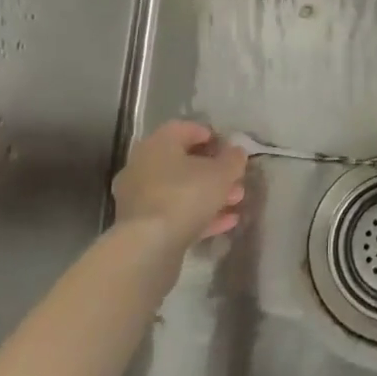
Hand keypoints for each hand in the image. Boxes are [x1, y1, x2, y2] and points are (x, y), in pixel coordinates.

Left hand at [112, 121, 246, 245]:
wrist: (148, 246)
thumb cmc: (185, 196)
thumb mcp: (221, 174)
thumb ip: (232, 159)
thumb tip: (236, 152)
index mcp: (158, 144)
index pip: (184, 129)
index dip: (210, 135)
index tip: (230, 149)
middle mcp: (143, 165)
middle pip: (183, 162)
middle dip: (214, 171)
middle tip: (237, 179)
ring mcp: (139, 197)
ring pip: (180, 190)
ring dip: (209, 194)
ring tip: (236, 202)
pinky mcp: (142, 225)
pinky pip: (175, 213)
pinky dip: (199, 215)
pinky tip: (226, 222)